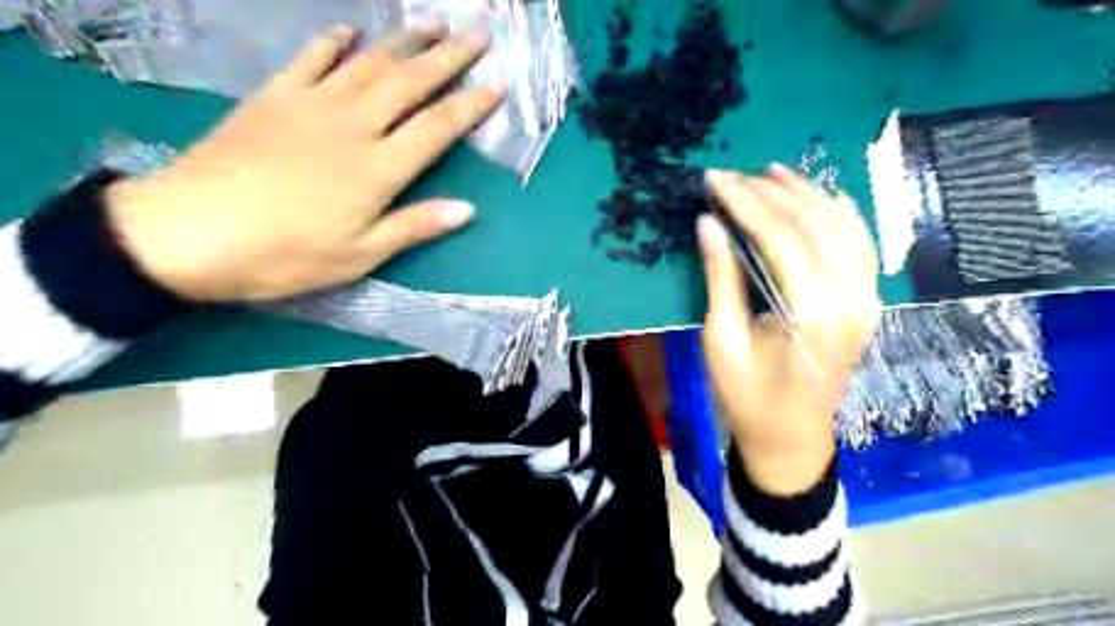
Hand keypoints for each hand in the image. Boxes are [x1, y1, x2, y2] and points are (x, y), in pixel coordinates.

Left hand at [103, 25, 506, 302]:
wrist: (190, 233)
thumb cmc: (285, 255)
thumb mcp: (359, 255)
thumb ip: (413, 226)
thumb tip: (467, 210)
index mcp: (378, 169)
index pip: (437, 128)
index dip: (470, 106)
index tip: (497, 86)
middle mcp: (353, 127)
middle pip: (410, 84)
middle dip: (448, 58)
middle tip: (477, 35)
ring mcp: (312, 106)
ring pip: (369, 63)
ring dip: (405, 41)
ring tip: (433, 23)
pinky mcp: (274, 98)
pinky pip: (310, 60)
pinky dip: (332, 42)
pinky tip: (349, 31)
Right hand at [694, 165, 880, 498]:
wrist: (791, 438)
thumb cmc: (748, 398)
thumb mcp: (722, 341)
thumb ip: (721, 279)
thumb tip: (708, 224)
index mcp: (812, 315)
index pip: (780, 238)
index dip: (745, 202)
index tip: (714, 178)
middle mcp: (850, 300)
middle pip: (813, 225)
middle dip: (770, 193)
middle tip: (733, 174)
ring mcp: (866, 300)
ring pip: (844, 228)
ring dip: (808, 194)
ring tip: (772, 172)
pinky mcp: (867, 303)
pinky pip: (861, 247)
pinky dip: (843, 215)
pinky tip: (822, 195)